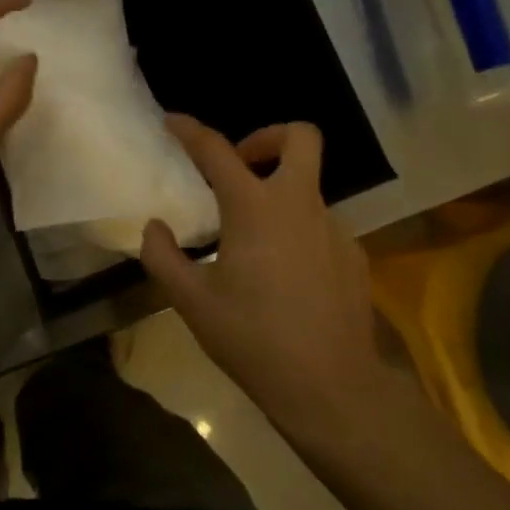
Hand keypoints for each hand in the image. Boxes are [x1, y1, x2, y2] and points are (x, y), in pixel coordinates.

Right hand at [140, 117, 390, 435]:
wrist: (332, 388)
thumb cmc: (254, 340)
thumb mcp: (193, 303)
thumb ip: (163, 257)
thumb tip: (155, 227)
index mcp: (255, 209)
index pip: (217, 150)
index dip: (190, 130)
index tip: (172, 121)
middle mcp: (299, 204)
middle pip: (300, 137)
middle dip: (268, 136)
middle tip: (242, 166)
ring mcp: (334, 227)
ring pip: (308, 187)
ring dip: (280, 195)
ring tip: (255, 242)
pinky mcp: (354, 254)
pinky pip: (321, 225)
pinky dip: (299, 231)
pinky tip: (286, 275)